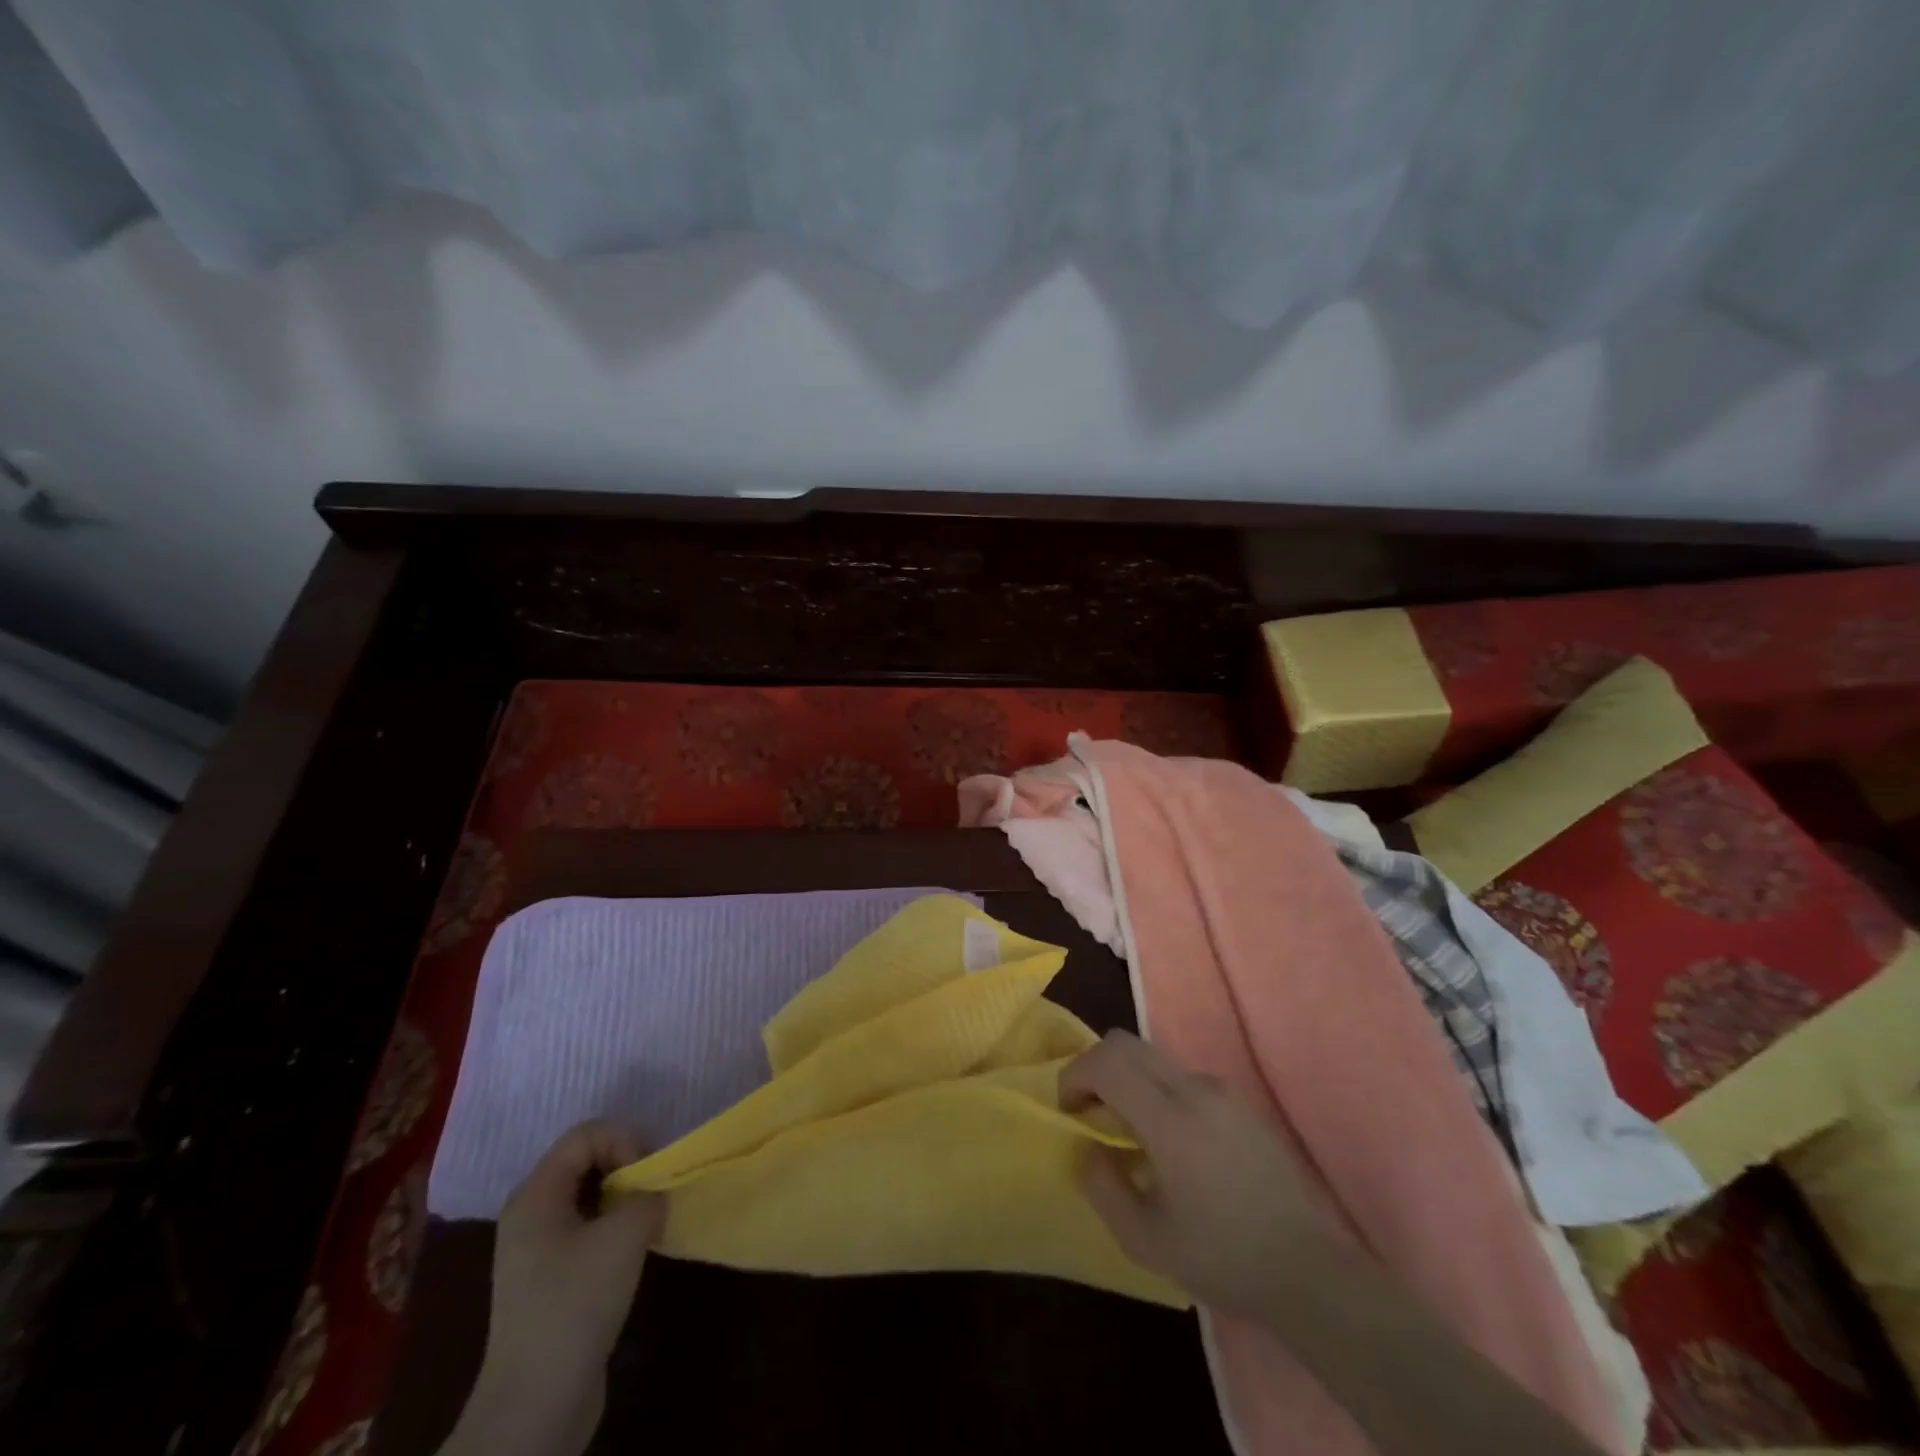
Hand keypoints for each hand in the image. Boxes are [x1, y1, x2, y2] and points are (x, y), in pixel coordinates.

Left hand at [447, 1121, 665, 1455]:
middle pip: (586, 1159)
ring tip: (647, 1220)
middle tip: (652, 1193)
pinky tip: (633, 1250)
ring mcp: (537, 1248)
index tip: (646, 1176)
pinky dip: (614, 1226)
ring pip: (589, 1194)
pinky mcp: (550, 1278)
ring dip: (624, 1198)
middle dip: (626, 1166)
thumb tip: (655, 1195)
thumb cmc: (575, 1306)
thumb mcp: (625, 1235)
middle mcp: (530, 1213)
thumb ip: (649, 1195)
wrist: (535, 1407)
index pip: (586, 1134)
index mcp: (536, 1194)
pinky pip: (587, 1227)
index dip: (624, 1140)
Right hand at [1060, 1030, 1329, 1317]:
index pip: (1106, 1062)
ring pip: (1153, 1057)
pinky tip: (1171, 1143)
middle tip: (1089, 1112)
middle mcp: (1195, 1088)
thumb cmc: (1224, 1259)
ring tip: (1129, 1133)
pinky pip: (1181, 1077)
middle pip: (1126, 1043)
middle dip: (1095, 1068)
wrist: (1310, 1271)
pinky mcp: (1240, 1101)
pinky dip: (1156, 1091)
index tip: (1069, 1111)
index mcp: (1170, 1118)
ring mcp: (1222, 1090)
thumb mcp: (1145, 1240)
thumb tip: (1087, 1148)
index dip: (1074, 1075)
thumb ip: (1103, 1187)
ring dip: (1126, 1079)